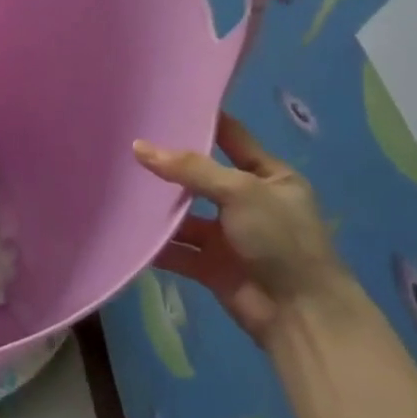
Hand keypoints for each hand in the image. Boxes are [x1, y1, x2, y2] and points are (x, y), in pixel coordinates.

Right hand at [134, 114, 352, 346]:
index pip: (231, 137)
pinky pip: (176, 249)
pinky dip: (155, 244)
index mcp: (269, 176)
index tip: (163, 102)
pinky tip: (124, 229)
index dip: (202, 119)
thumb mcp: (240, 191)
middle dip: (167, 165)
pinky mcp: (210, 265)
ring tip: (115, 185)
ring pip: (183, 214)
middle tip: (123, 143)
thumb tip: (138, 147)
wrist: (301, 315)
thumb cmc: (281, 240)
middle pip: (199, 176)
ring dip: (156, 207)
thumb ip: (190, 169)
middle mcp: (247, 201)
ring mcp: (227, 235)